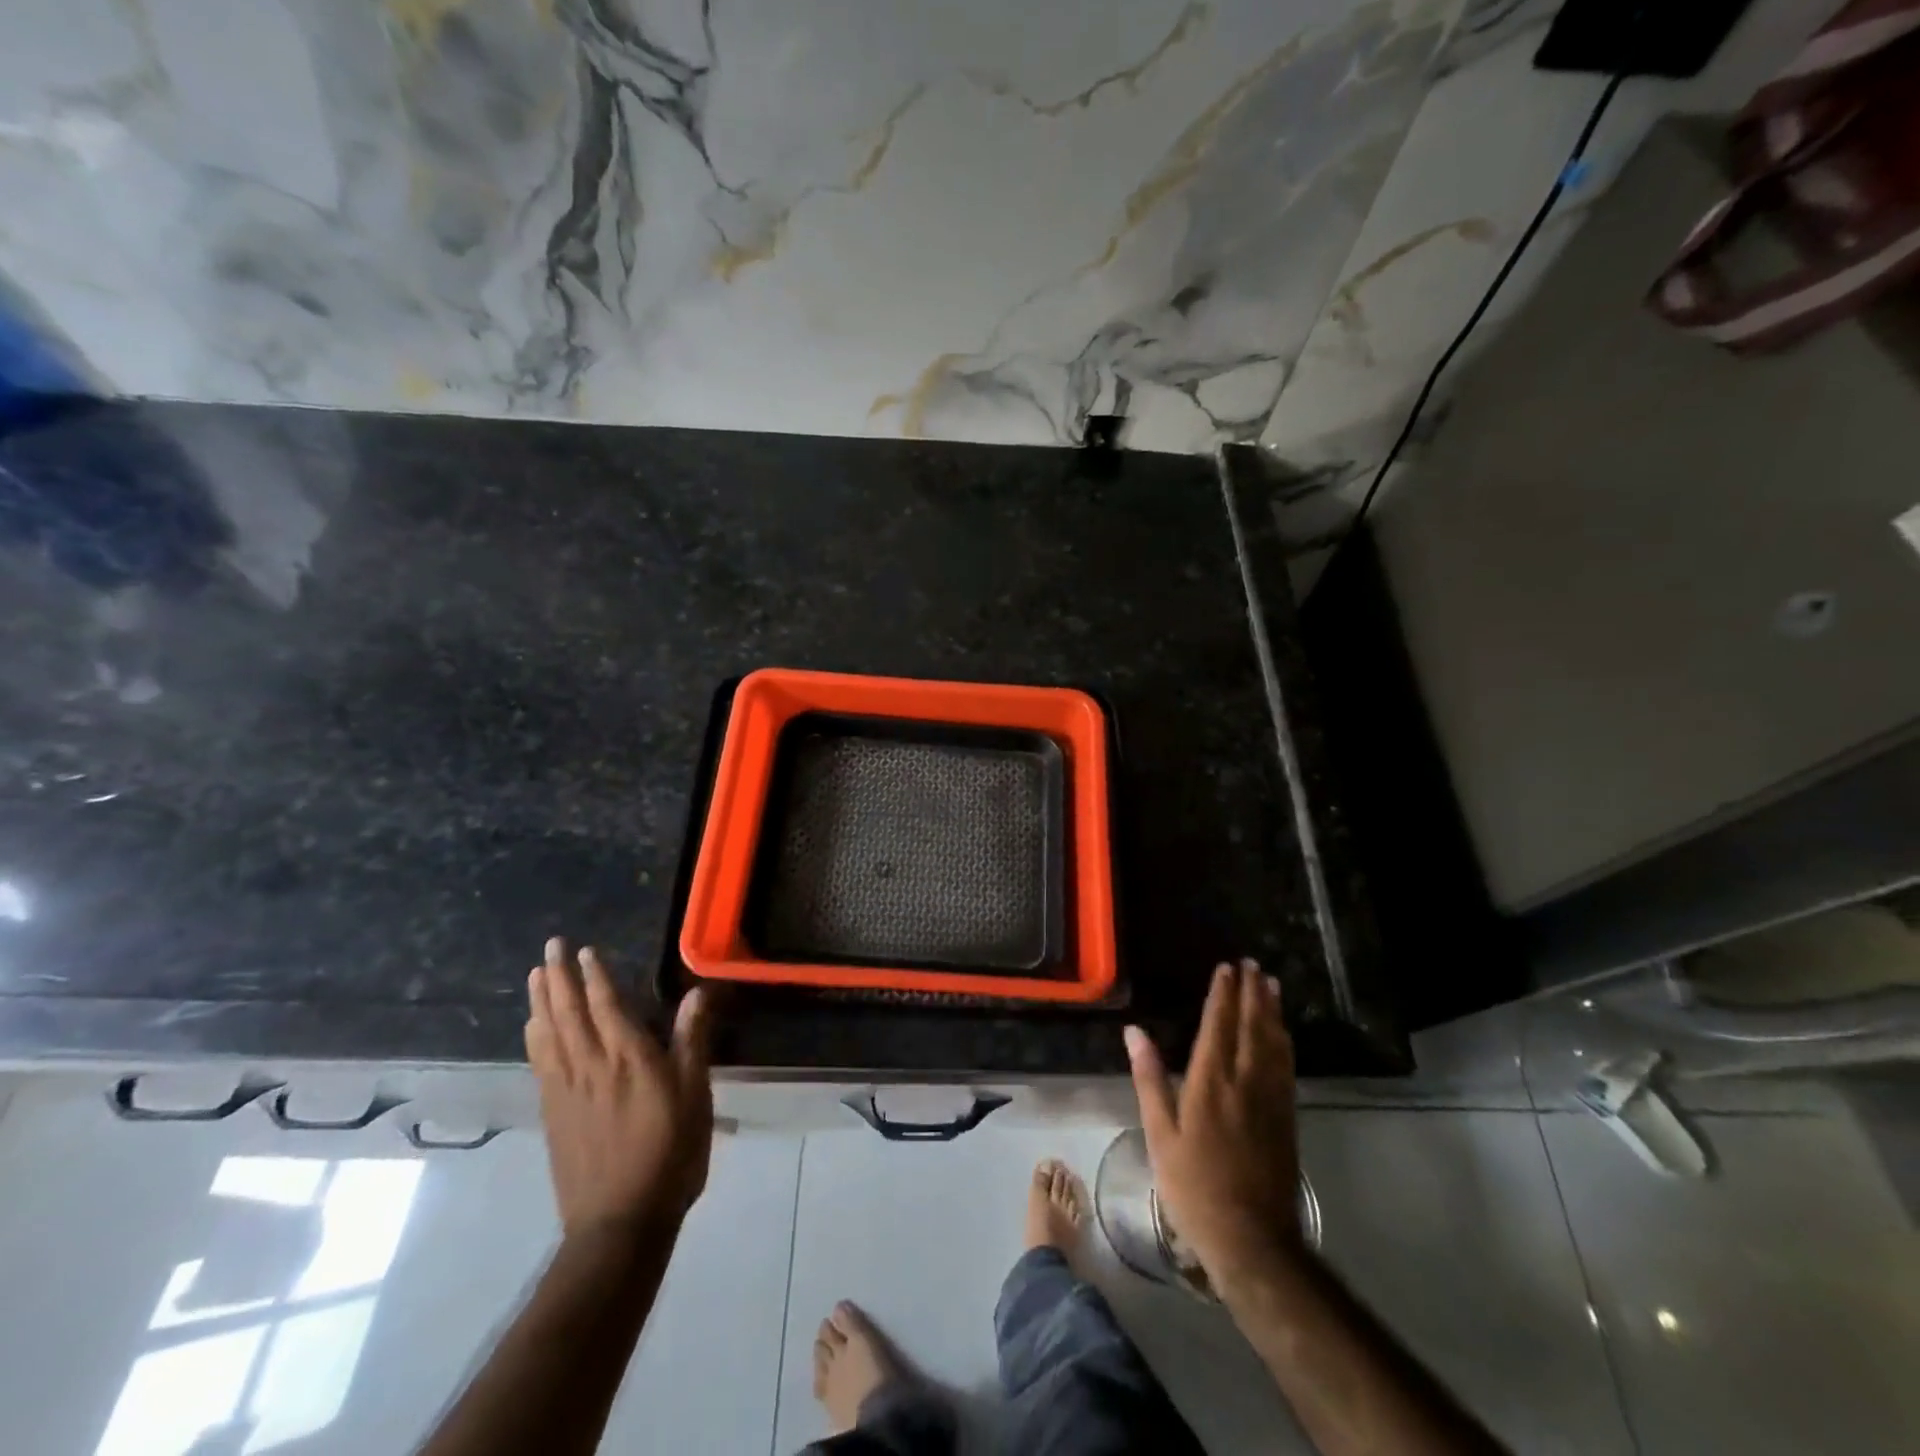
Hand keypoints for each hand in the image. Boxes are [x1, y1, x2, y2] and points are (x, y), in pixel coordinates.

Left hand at [526, 937, 713, 1237]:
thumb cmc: (670, 1154)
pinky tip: (532, 1028)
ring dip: (541, 1001)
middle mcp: (592, 1067)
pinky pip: (540, 1064)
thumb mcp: (694, 1096)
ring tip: (534, 975)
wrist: (620, 1222)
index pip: (607, 1006)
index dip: (596, 977)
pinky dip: (534, 1038)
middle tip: (550, 947)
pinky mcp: (554, 1114)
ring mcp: (567, 1091)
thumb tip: (698, 992)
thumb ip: (693, 1042)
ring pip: (549, 1035)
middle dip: (560, 978)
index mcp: (630, 1059)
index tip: (585, 950)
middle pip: (570, 1013)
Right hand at [1125, 958, 1301, 1292]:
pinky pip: (1286, 1066)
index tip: (1225, 968)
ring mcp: (1271, 1100)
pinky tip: (1283, 1033)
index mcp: (1210, 1082)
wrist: (1252, 1239)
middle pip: (1251, 1027)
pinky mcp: (1286, 1118)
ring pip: (1274, 1043)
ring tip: (1270, 985)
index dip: (1222, 995)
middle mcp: (1245, 1082)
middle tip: (1252, 964)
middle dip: (1251, 993)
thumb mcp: (1159, 1134)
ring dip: (1272, 1011)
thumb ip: (1150, 1079)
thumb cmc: (1194, 1186)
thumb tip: (1134, 1032)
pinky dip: (1284, 1041)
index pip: (1218, 1025)